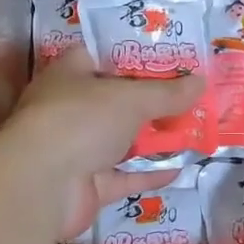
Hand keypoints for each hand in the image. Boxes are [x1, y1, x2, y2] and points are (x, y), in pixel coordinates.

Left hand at [8, 44, 207, 235]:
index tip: (165, 59)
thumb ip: (167, 93)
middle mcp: (69, 110)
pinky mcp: (86, 186)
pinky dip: (148, 173)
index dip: (131, 57)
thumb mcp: (132, 98)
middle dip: (150, 101)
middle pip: (115, 101)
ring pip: (120, 140)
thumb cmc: (81, 119)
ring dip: (152, 138)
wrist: (41, 185)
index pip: (100, 57)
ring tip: (191, 130)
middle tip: (187, 96)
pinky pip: (123, 176)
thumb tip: (202, 82)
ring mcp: (76, 150)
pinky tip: (179, 168)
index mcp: (70, 75)